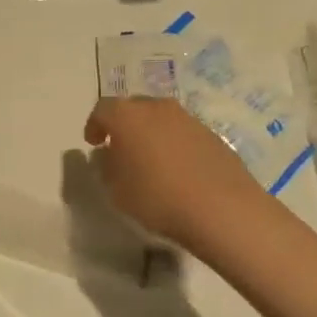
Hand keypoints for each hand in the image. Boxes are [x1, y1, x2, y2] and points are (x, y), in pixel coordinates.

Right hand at [84, 96, 264, 253]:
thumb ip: (106, 167)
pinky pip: (183, 133)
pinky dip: (174, 144)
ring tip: (150, 160)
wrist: (223, 209)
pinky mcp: (212, 134)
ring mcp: (188, 119)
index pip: (102, 109)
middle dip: (123, 125)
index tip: (94, 143)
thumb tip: (109, 154)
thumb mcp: (116, 190)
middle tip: (120, 148)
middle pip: (133, 107)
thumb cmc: (158, 197)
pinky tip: (177, 169)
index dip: (94, 125)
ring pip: (161, 118)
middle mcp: (158, 108)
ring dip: (151, 133)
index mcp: (128, 116)